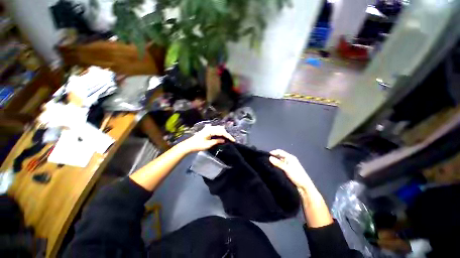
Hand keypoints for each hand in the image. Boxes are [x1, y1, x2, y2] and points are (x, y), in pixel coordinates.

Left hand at [179, 125, 234, 152]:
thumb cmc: (198, 145)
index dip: (228, 136)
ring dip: (224, 133)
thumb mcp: (208, 144)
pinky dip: (220, 133)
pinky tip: (222, 136)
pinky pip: (216, 130)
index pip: (222, 132)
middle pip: (221, 129)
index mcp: (210, 130)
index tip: (233, 140)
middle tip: (231, 139)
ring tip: (228, 138)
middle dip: (227, 134)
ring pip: (219, 129)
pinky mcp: (207, 130)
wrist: (189, 145)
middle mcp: (210, 127)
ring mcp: (208, 128)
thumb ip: (217, 141)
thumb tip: (224, 140)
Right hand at [270, 149, 332, 227]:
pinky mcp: (288, 171)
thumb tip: (269, 158)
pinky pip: (280, 166)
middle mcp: (289, 160)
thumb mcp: (287, 169)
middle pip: (279, 156)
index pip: (280, 152)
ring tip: (268, 165)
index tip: (266, 155)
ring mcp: (288, 165)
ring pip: (279, 162)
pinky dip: (276, 166)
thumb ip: (278, 163)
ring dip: (274, 162)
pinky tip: (272, 169)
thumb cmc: (297, 176)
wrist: (304, 187)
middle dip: (273, 157)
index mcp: (290, 157)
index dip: (273, 152)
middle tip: (266, 160)